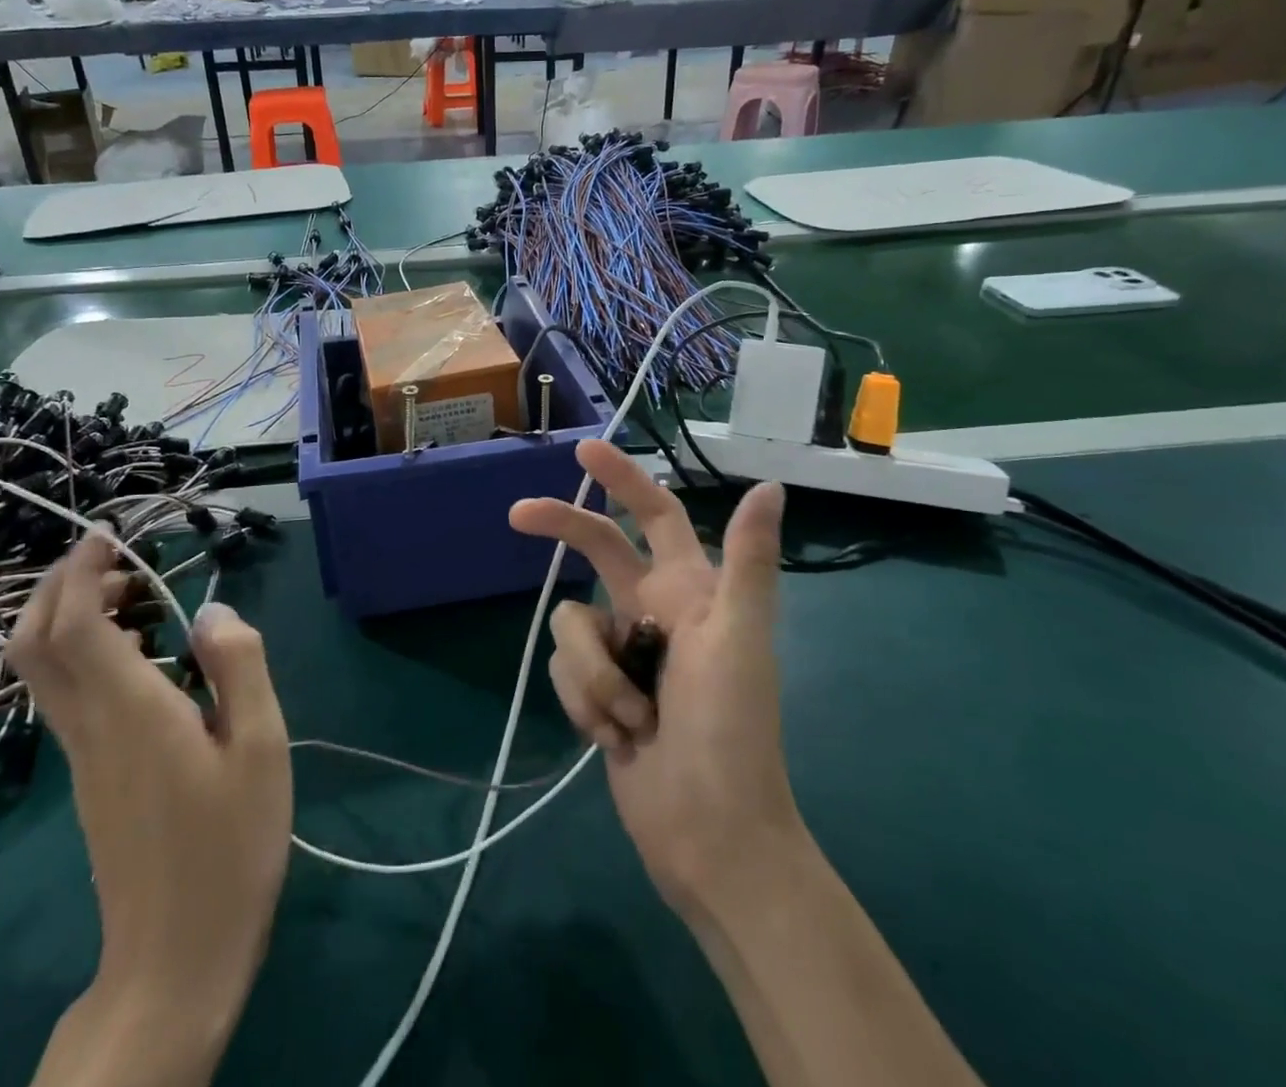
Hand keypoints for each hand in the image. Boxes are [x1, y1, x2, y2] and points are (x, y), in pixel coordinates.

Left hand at [8, 530, 290, 1081]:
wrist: (175, 958)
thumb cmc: (229, 847)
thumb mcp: (261, 748)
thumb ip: (238, 668)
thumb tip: (213, 609)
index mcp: (131, 711)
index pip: (76, 624)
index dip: (83, 570)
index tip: (110, 535)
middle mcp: (90, 726)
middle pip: (36, 641)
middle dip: (61, 584)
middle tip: (116, 558)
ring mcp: (82, 754)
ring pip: (44, 667)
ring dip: (72, 615)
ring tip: (138, 596)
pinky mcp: (89, 775)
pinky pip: (67, 692)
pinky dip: (87, 650)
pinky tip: (146, 654)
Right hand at [510, 440, 797, 917]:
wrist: (709, 833)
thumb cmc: (731, 729)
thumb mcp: (740, 637)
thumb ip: (750, 561)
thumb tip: (770, 485)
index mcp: (689, 589)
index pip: (654, 515)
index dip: (623, 479)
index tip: (584, 452)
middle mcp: (651, 610)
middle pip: (595, 549)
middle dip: (560, 529)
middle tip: (516, 516)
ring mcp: (621, 653)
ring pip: (572, 624)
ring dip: (594, 674)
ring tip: (634, 719)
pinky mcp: (596, 692)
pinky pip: (565, 671)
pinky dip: (585, 702)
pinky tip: (617, 739)